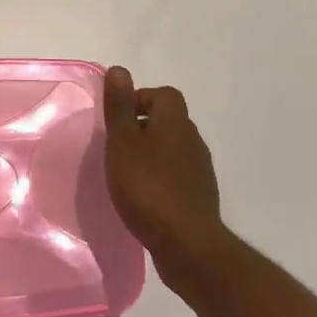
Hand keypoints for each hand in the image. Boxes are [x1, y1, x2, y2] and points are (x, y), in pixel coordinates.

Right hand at [103, 66, 228, 283]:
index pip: (162, 94)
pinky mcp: (199, 197)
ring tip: (126, 174)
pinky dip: (160, 179)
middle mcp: (193, 140)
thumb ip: (120, 107)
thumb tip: (119, 69)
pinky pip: (176, 176)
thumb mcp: (123, 143)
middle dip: (142, 129)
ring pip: (172, 149)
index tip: (117, 122)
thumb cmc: (148, 187)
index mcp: (176, 122)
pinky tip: (143, 198)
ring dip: (151, 155)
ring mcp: (200, 170)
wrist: (188, 246)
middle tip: (116, 148)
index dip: (138, 100)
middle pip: (168, 121)